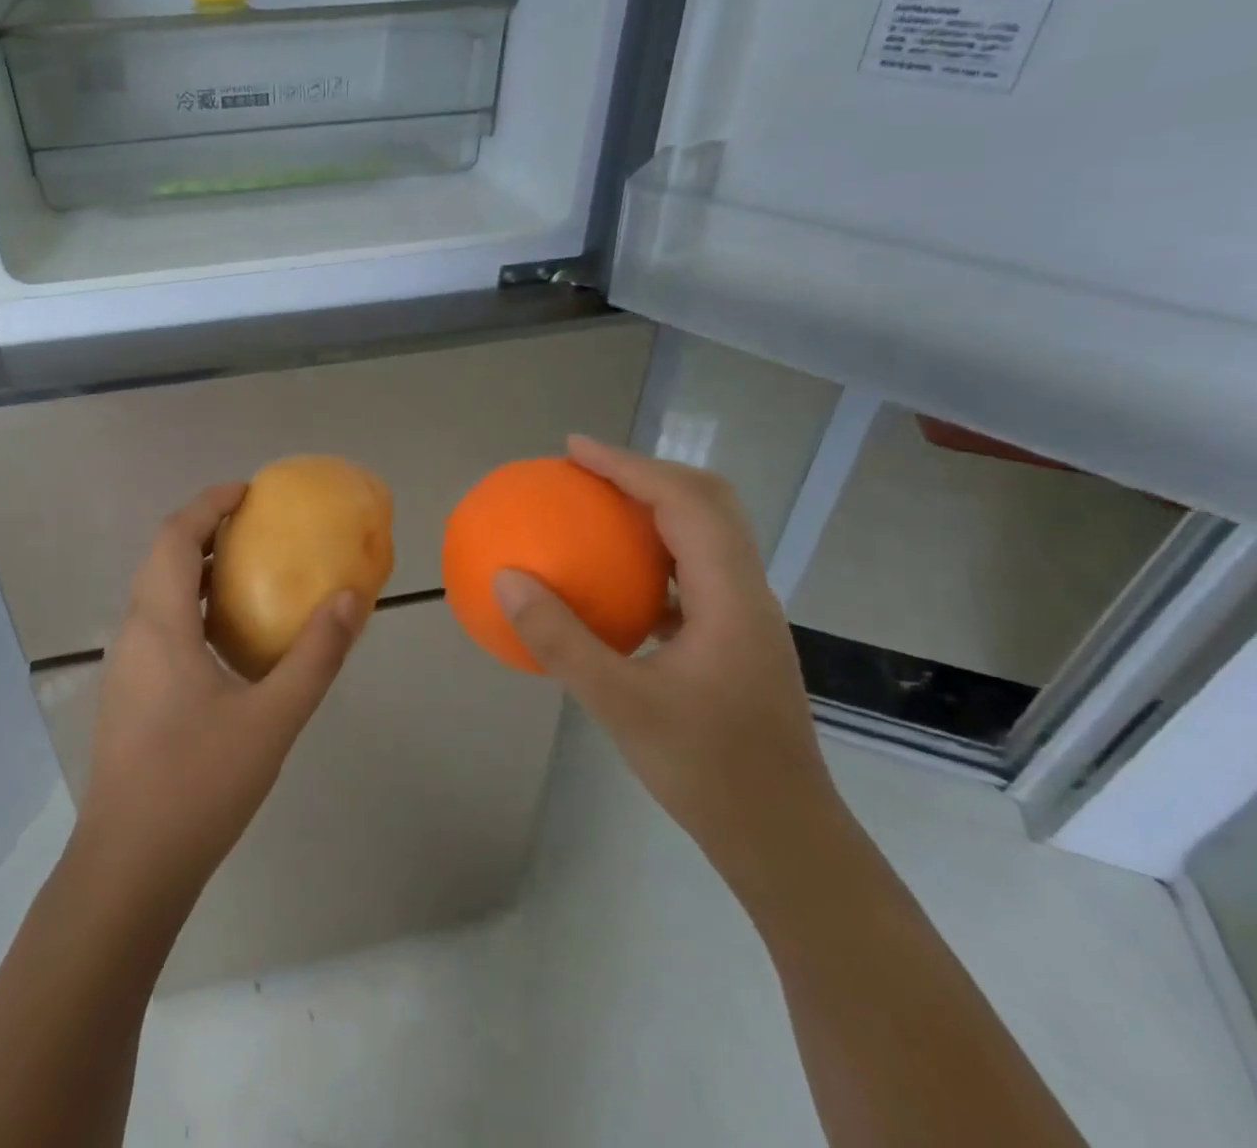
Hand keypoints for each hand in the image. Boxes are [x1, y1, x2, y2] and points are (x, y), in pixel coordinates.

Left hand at [73, 483, 364, 909]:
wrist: (129, 867)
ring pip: (155, 593)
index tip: (248, 492)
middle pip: (161, 558)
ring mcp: (125, 666)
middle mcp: (133, 633)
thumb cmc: (199, 784)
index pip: (174, 536)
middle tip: (254, 526)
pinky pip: (157, 625)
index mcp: (159, 624)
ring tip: (246, 572)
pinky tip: (225, 639)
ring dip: (194, 569)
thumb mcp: (272, 718)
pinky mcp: (127, 694)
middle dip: (203, 530)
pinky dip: (189, 606)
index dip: (208, 504)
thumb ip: (315, 655)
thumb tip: (351, 598)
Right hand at [492, 436, 846, 893]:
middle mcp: (746, 593)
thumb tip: (507, 579)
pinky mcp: (734, 640)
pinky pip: (689, 573)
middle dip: (644, 473)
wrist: (784, 841)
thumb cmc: (708, 771)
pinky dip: (649, 555)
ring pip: (703, 536)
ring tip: (593, 508)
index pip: (685, 502)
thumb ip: (560, 639)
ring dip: (651, 508)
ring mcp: (744, 617)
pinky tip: (611, 581)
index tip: (574, 450)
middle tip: (583, 470)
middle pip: (707, 503)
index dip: (629, 465)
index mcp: (731, 597)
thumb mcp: (619, 704)